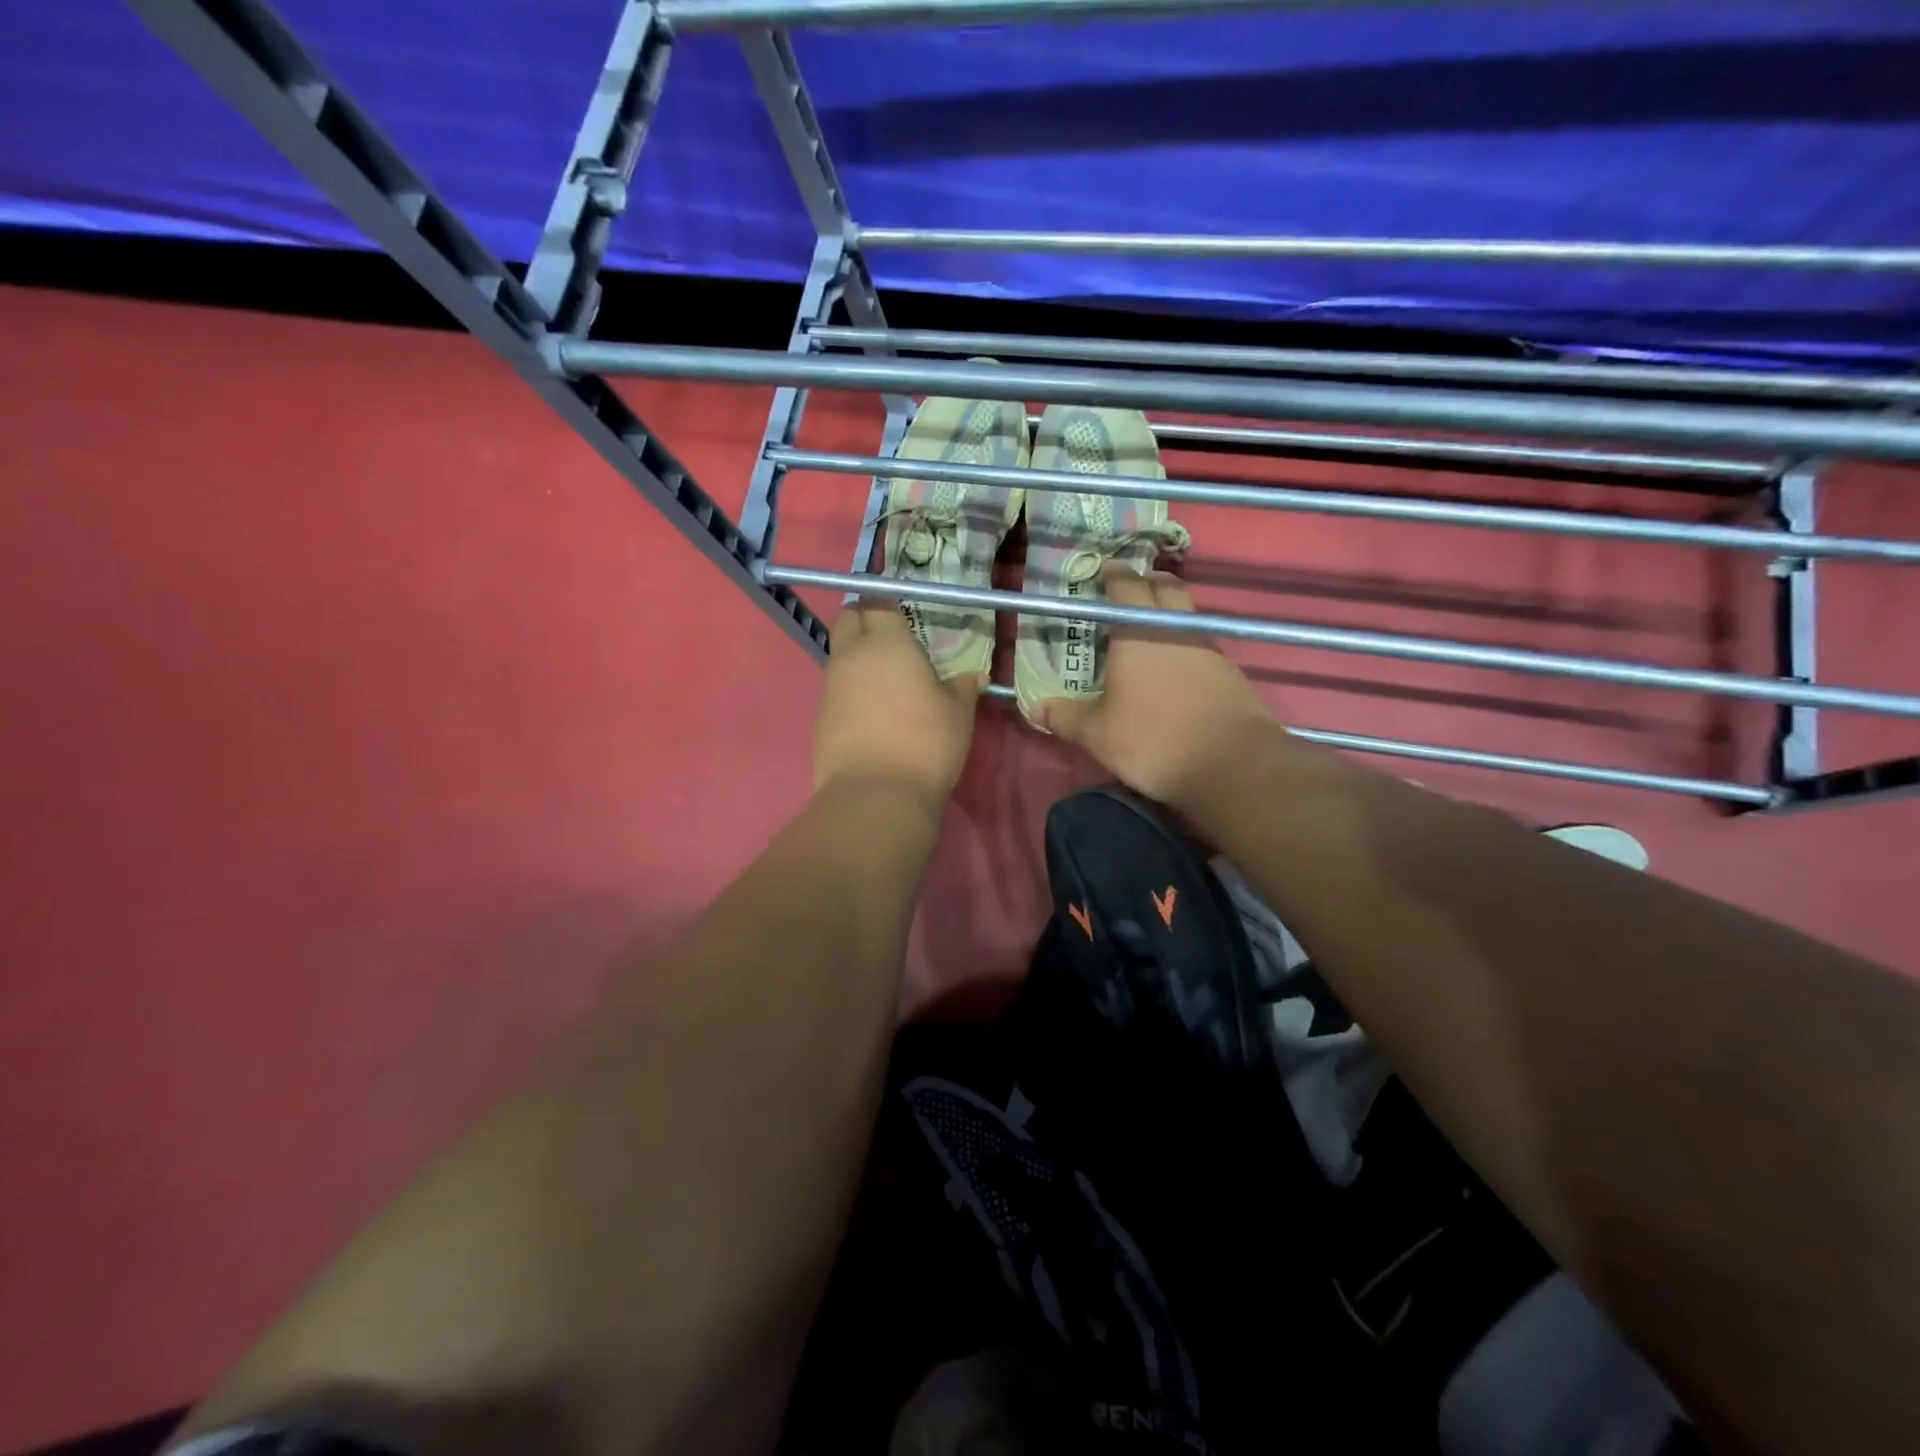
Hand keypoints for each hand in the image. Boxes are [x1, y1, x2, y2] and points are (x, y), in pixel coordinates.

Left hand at [814, 600, 980, 808]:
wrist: (876, 795)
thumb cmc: (925, 743)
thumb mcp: (958, 714)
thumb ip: (963, 688)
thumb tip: (972, 678)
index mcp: (887, 642)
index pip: (878, 601)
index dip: (889, 603)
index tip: (905, 614)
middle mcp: (851, 655)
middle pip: (847, 619)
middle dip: (864, 619)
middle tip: (892, 639)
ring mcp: (830, 686)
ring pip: (839, 654)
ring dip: (858, 657)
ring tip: (887, 680)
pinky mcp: (820, 716)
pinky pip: (835, 688)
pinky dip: (851, 689)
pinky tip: (873, 712)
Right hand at [1038, 566, 1276, 809]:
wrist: (1232, 764)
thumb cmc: (1153, 739)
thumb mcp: (1097, 734)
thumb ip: (1064, 717)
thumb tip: (1034, 707)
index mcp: (1138, 633)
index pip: (1127, 587)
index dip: (1115, 575)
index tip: (1105, 571)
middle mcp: (1176, 629)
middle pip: (1166, 588)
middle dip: (1148, 582)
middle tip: (1129, 591)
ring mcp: (1209, 649)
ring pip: (1187, 615)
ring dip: (1169, 613)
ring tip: (1149, 632)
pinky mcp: (1231, 673)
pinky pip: (1203, 644)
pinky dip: (1186, 645)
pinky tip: (1176, 670)